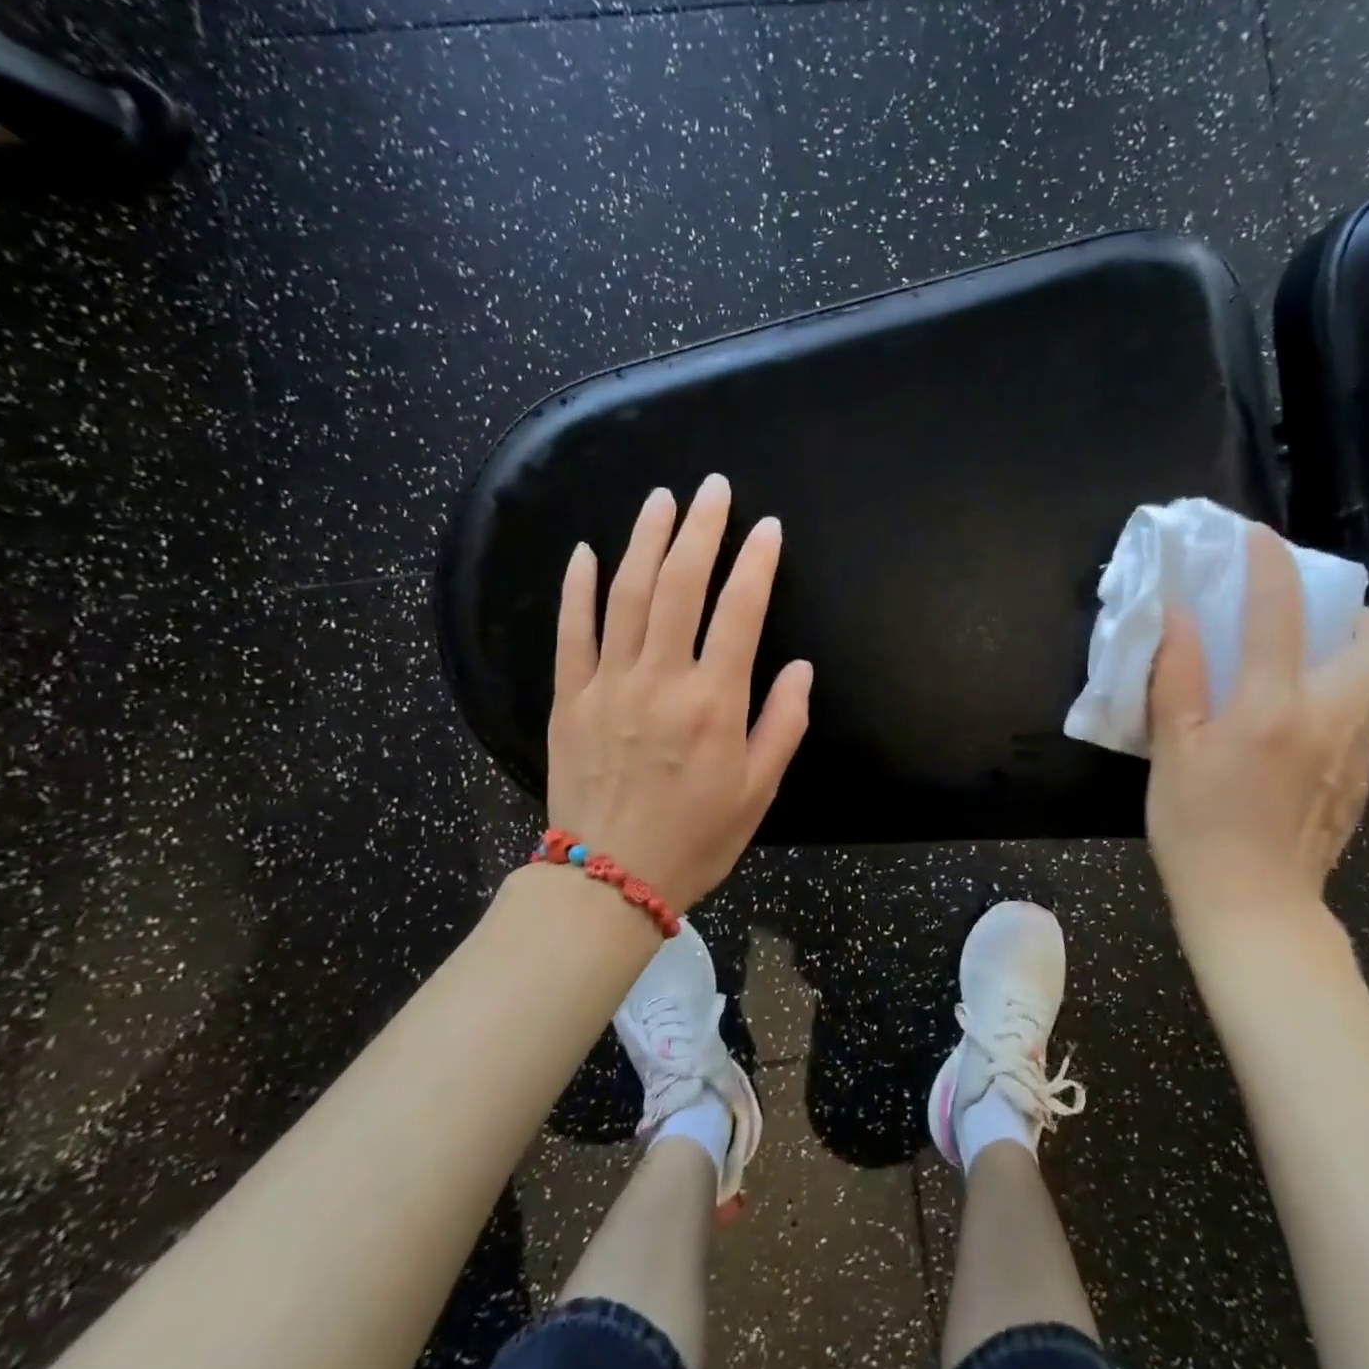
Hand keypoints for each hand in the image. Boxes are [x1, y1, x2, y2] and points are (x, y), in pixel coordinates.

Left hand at [545, 475, 812, 912]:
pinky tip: (587, 552)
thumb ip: (783, 723)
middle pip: (679, 586)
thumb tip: (799, 668)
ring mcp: (609, 684)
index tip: (767, 528)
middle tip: (712, 488)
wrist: (608, 879)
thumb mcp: (759, 790)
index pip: (740, 612)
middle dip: (700, 529)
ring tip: (661, 499)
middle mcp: (661, 680)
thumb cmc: (696, 837)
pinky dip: (578, 588)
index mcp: (714, 702)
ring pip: (626, 596)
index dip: (756, 563)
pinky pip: (572, 633)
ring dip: (645, 540)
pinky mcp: (570, 698)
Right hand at [1145, 525, 1368, 951]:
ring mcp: (1357, 752)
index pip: (1279, 615)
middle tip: (1305, 620)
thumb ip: (1178, 676)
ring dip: (1346, 653)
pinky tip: (1290, 727)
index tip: (1259, 540)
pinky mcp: (1361, 780)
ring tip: (1292, 666)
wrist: (1252, 907)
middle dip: (1355, 612)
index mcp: (1272, 708)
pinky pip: (1361, 717)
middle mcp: (1332, 719)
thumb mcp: (1172, 749)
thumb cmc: (1197, 827)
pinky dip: (1335, 697)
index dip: (1270, 566)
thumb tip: (1177, 614)